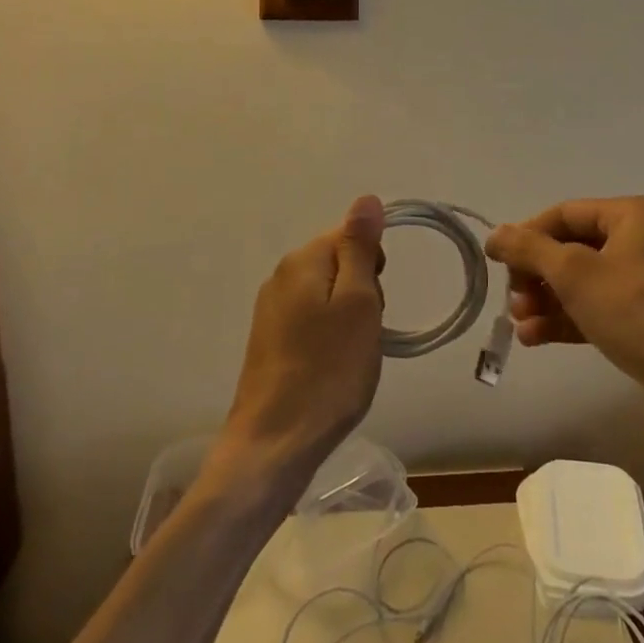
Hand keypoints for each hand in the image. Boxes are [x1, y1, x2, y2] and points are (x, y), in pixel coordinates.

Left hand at [217, 196, 385, 489]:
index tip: (374, 305)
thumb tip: (367, 198)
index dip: (373, 266)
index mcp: (302, 260)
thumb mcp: (358, 303)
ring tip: (350, 357)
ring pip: (328, 295)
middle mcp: (281, 275)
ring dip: (348, 318)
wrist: (274, 444)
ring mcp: (271, 309)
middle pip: (339, 263)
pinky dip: (329, 338)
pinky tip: (331, 369)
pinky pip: (312, 321)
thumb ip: (360, 247)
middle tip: (364, 333)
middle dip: (362, 292)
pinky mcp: (269, 340)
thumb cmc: (327, 371)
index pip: (350, 235)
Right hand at [486, 196, 643, 394]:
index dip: (528, 236)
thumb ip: (529, 249)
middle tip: (514, 302)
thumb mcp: (575, 275)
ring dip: (549, 301)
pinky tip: (539, 339)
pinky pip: (604, 307)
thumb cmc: (640, 314)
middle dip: (538, 276)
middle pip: (576, 248)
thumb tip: (495, 234)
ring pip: (587, 281)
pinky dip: (572, 318)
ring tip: (521, 327)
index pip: (566, 213)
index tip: (498, 264)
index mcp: (636, 214)